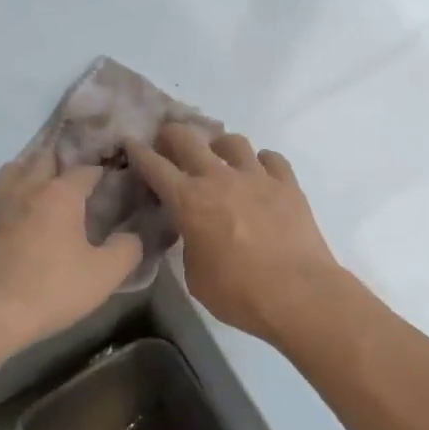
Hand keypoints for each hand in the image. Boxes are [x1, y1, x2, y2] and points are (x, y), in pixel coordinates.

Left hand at [0, 150, 144, 349]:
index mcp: (61, 193)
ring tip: (41, 189)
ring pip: (14, 168)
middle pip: (46, 158)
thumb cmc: (50, 289)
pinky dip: (5, 193)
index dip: (101, 173)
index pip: (86, 170)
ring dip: (30, 171)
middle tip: (76, 182)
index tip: (110, 183)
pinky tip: (11, 210)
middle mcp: (27, 186)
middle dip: (63, 164)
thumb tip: (133, 234)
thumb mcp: (104, 275)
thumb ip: (127, 249)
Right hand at [125, 124, 343, 345]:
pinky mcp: (288, 184)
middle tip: (169, 142)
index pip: (155, 166)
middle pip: (188, 139)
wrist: (298, 294)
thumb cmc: (238, 293)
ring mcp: (256, 177)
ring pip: (233, 141)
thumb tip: (195, 232)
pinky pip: (271, 159)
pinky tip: (260, 174)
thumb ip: (190, 244)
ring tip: (219, 157)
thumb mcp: (195, 275)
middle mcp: (219, 178)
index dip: (138, 152)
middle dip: (172, 135)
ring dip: (219, 146)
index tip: (130, 142)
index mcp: (189, 200)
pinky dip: (261, 162)